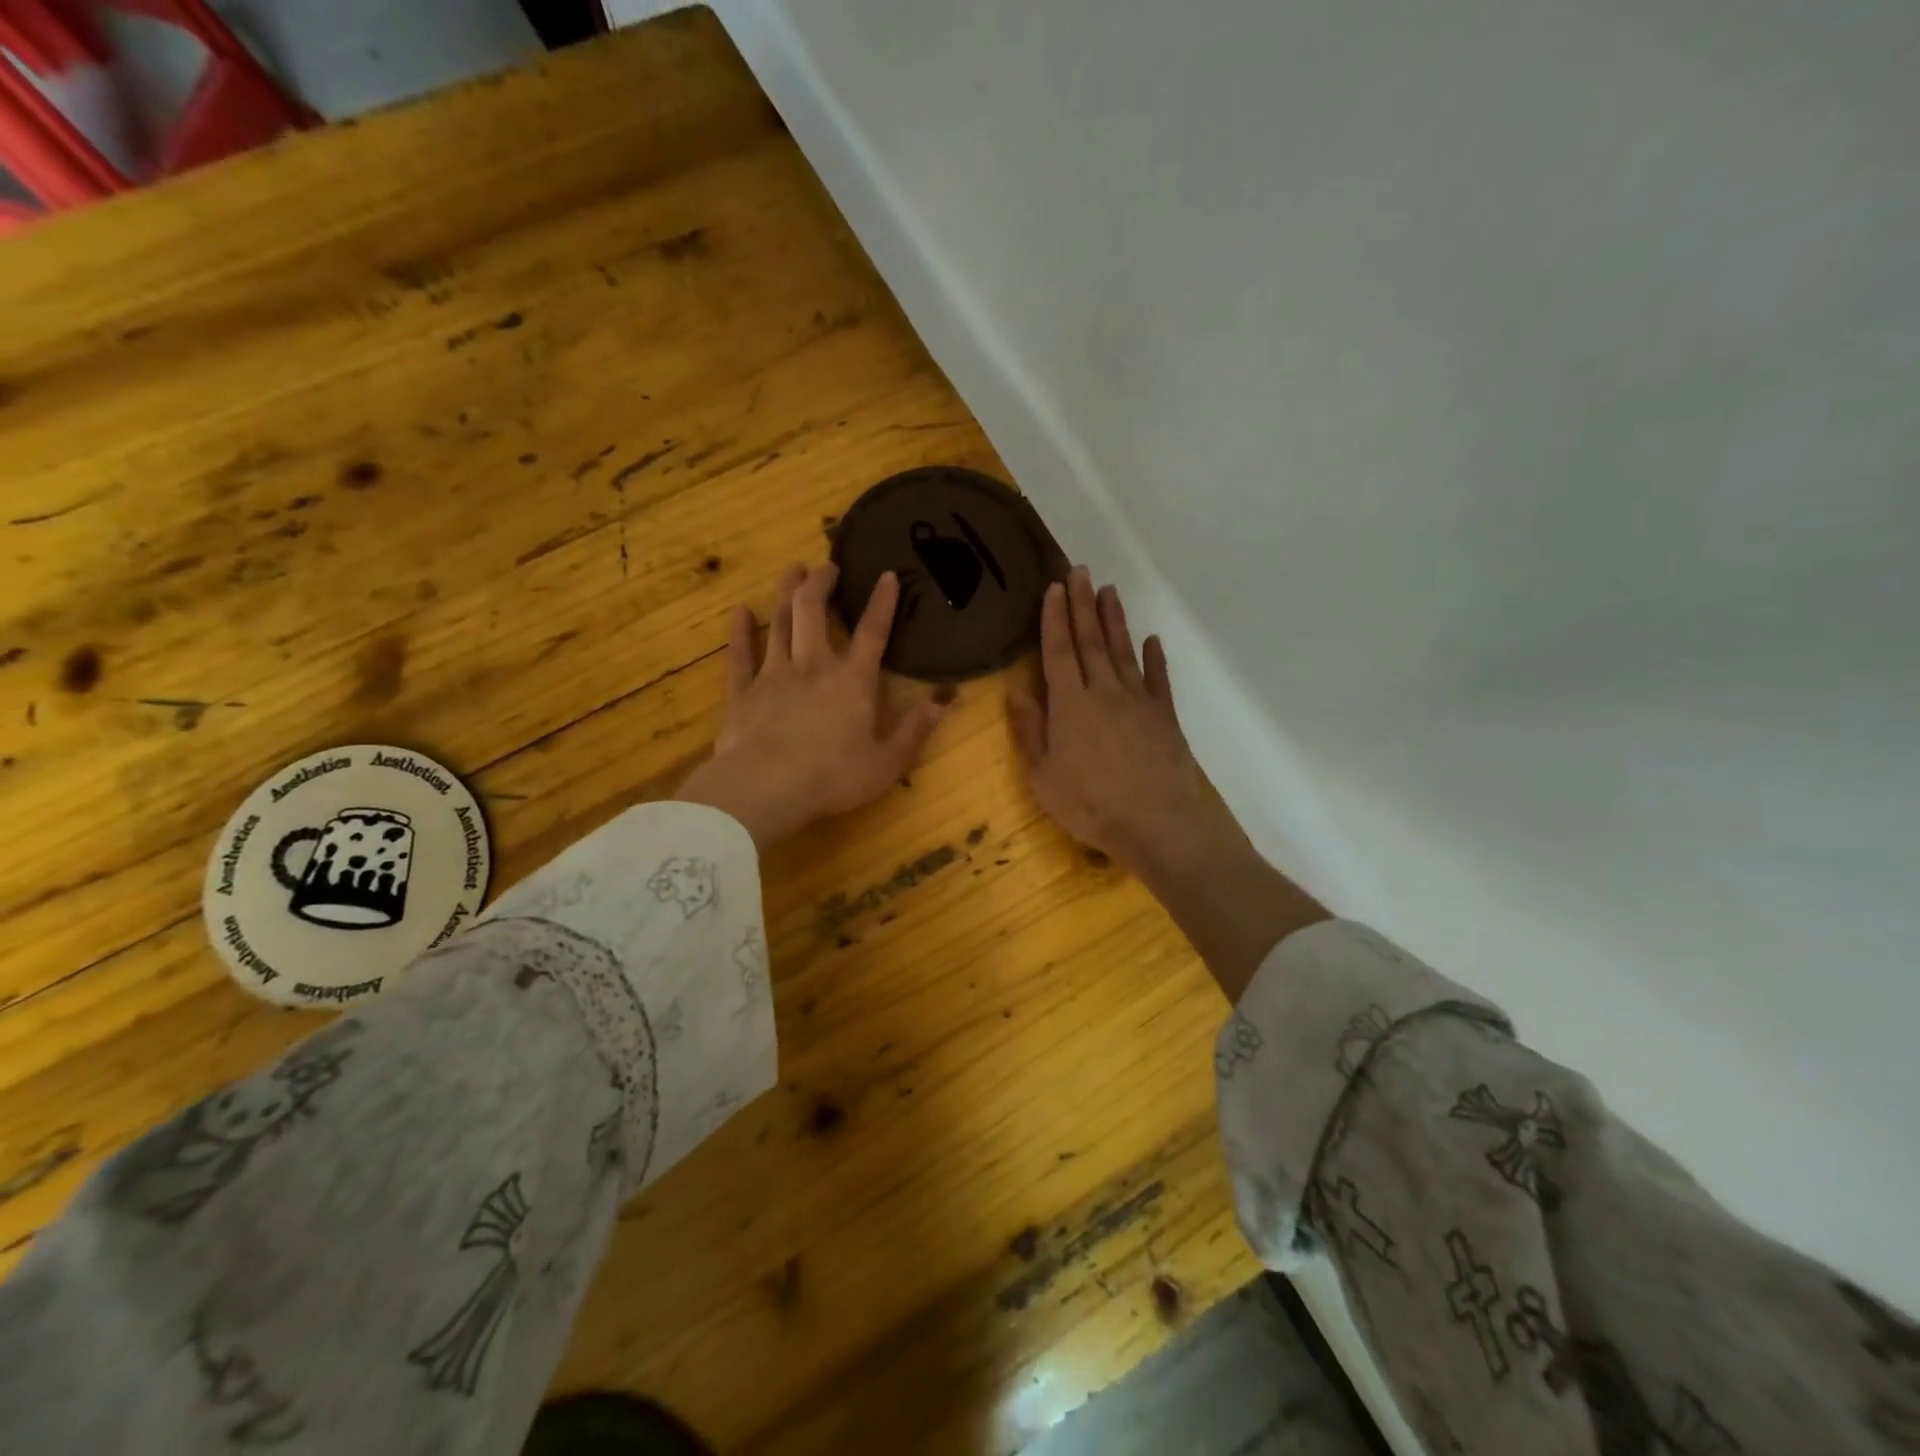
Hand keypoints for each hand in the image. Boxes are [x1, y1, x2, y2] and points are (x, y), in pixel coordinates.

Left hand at [676, 563, 944, 850]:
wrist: (766, 787)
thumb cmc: (833, 777)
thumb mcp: (887, 764)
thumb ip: (914, 732)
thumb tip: (943, 704)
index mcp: (852, 682)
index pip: (872, 633)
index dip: (882, 602)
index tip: (887, 574)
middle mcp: (813, 666)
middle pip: (814, 611)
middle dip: (822, 582)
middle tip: (827, 565)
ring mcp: (774, 675)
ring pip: (780, 623)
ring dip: (787, 593)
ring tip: (793, 570)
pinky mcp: (743, 691)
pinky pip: (740, 654)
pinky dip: (740, 631)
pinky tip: (740, 611)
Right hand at [1009, 567, 1233, 873]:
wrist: (1159, 824)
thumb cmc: (1091, 805)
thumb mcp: (1044, 776)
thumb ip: (1031, 732)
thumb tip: (1015, 692)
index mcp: (1070, 704)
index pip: (1058, 651)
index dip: (1054, 618)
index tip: (1054, 587)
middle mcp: (1104, 691)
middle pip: (1091, 641)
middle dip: (1083, 605)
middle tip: (1081, 571)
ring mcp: (1138, 702)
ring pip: (1123, 651)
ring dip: (1114, 621)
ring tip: (1109, 592)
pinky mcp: (1165, 717)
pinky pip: (1158, 679)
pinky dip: (1155, 659)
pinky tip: (1153, 642)